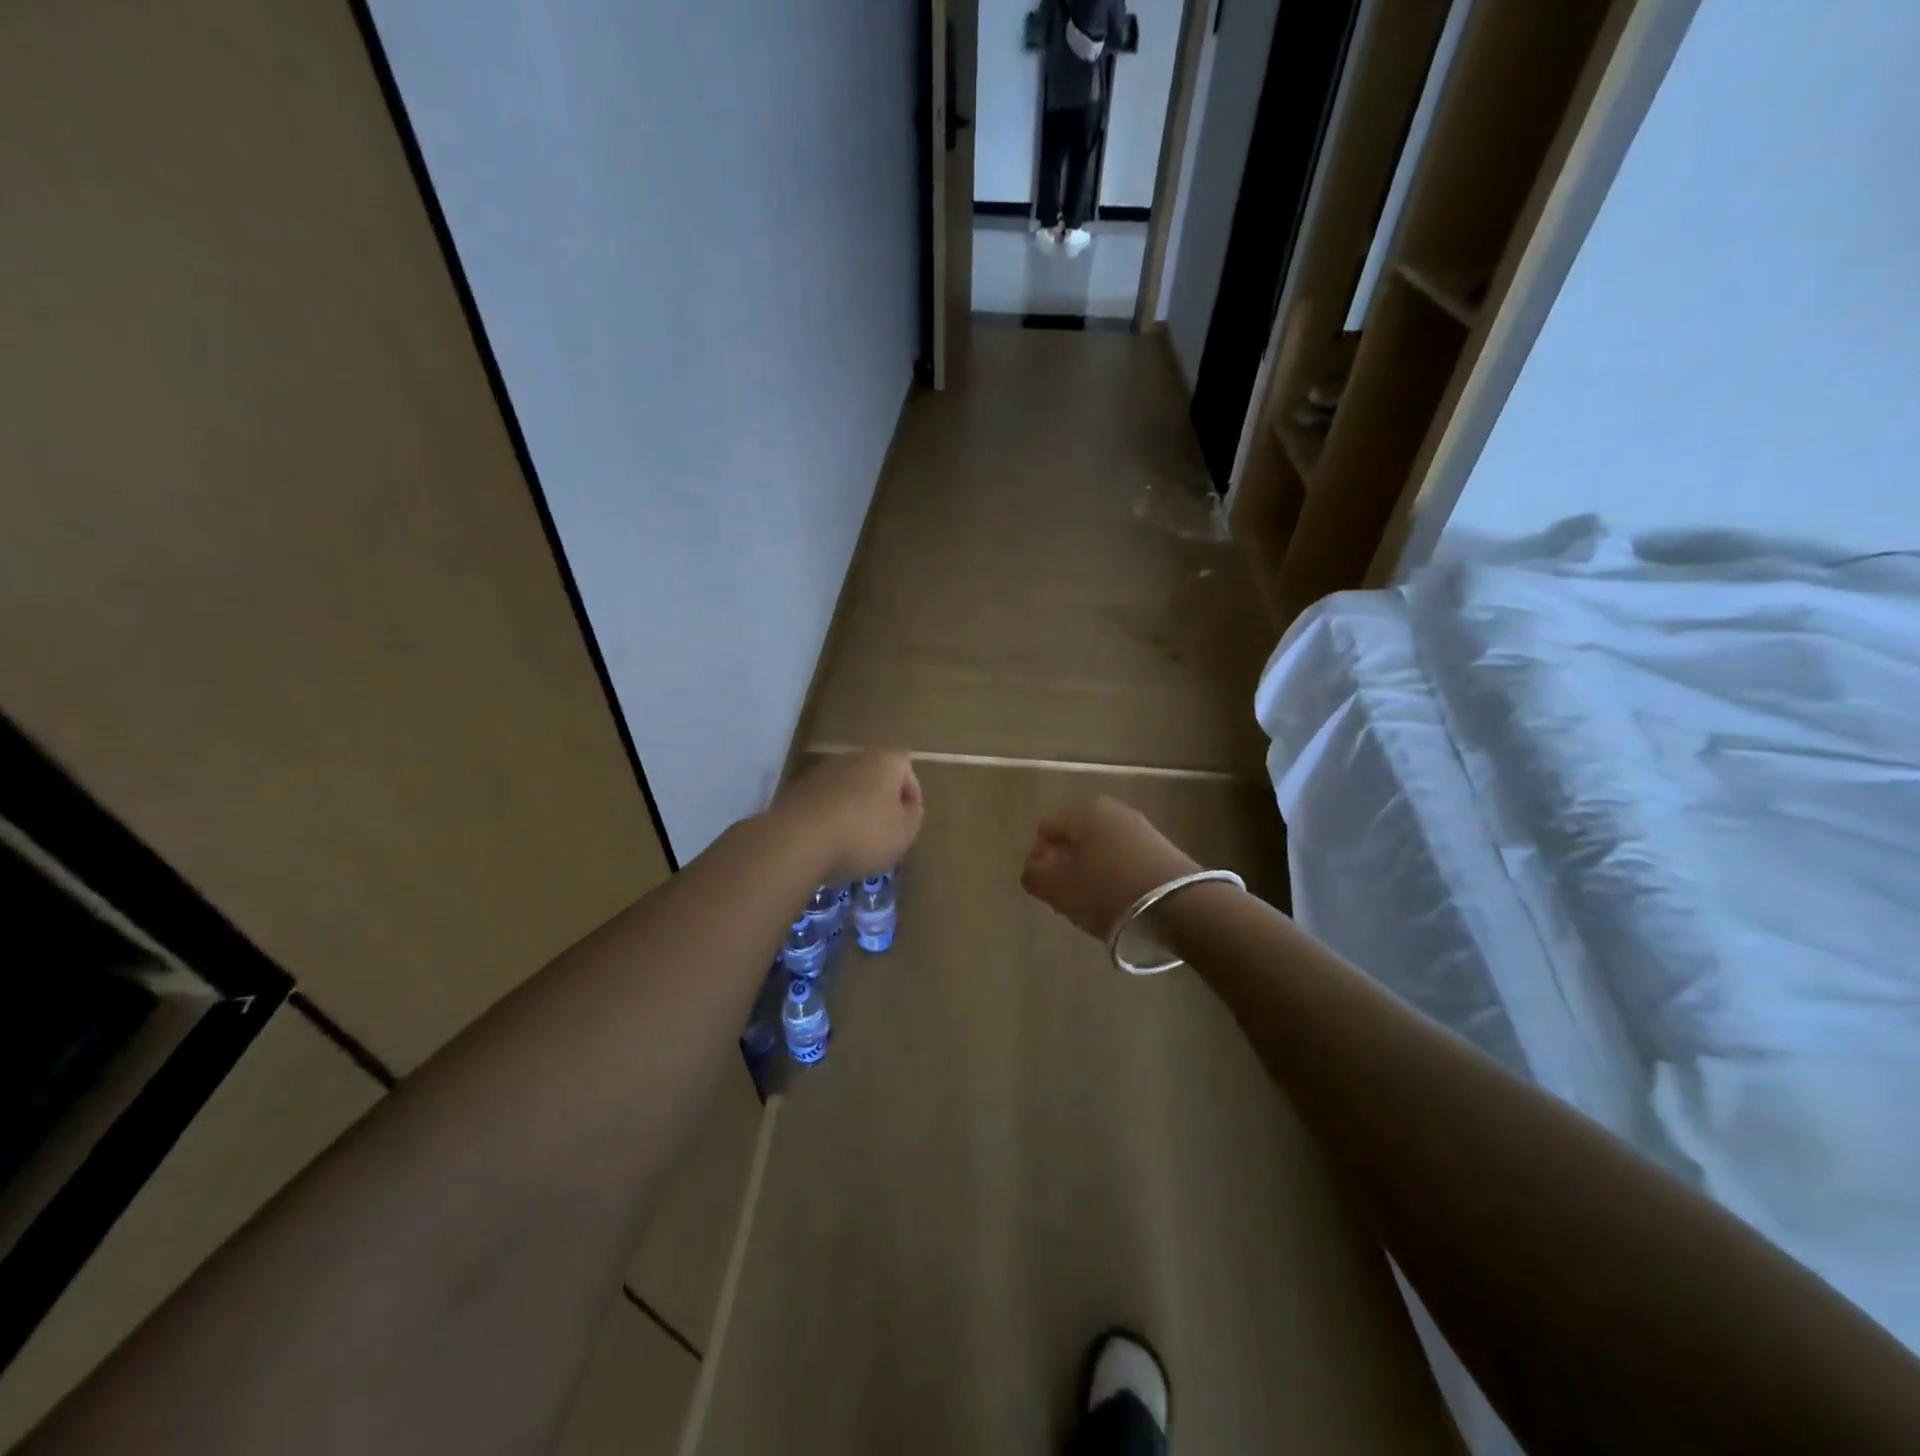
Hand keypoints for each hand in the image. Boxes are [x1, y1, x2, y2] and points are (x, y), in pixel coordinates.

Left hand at [773, 750, 923, 882]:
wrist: (798, 840)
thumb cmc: (863, 833)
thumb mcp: (904, 833)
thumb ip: (913, 816)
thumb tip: (907, 807)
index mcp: (884, 761)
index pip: (906, 766)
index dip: (911, 793)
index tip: (908, 819)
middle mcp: (852, 758)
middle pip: (874, 776)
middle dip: (880, 800)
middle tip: (884, 831)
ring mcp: (820, 772)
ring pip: (847, 789)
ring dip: (853, 809)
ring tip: (854, 842)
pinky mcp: (796, 791)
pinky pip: (823, 803)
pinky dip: (829, 818)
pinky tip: (828, 843)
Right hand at [1020, 796, 1199, 940]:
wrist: (1180, 905)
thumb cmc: (1107, 890)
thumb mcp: (1056, 887)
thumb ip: (1033, 875)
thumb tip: (1035, 868)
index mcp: (1082, 810)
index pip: (1045, 830)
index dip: (1038, 860)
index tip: (1046, 890)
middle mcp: (1112, 809)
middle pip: (1075, 839)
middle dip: (1066, 866)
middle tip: (1067, 898)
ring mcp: (1141, 828)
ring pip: (1101, 850)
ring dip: (1092, 874)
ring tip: (1095, 905)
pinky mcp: (1163, 850)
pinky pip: (1126, 861)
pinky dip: (1117, 879)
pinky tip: (1121, 903)